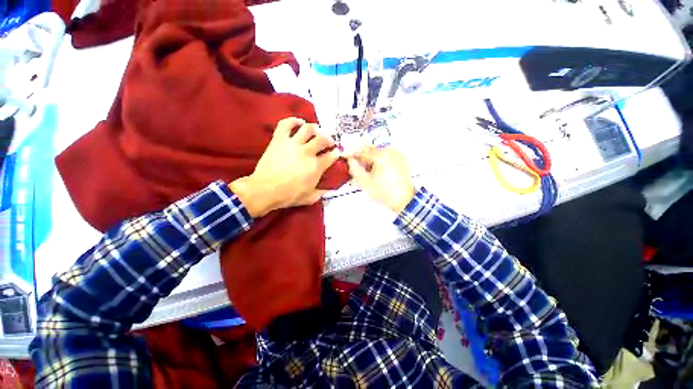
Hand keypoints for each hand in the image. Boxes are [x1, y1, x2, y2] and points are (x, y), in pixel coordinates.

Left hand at [230, 117, 339, 217]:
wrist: (265, 190)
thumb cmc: (289, 196)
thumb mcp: (310, 198)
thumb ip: (321, 192)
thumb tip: (328, 188)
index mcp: (316, 167)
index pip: (331, 156)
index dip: (336, 153)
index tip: (336, 153)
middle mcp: (307, 152)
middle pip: (323, 139)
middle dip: (329, 139)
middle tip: (329, 142)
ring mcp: (293, 144)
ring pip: (308, 129)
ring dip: (315, 128)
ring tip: (317, 131)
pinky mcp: (279, 140)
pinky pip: (286, 124)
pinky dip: (294, 120)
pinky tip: (299, 122)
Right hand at [347, 146, 415, 212]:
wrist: (403, 199)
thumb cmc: (386, 192)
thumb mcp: (365, 182)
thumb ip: (355, 169)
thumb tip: (351, 161)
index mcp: (381, 156)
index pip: (362, 152)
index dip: (352, 155)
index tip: (347, 157)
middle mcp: (390, 151)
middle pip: (370, 150)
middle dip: (362, 158)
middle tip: (356, 166)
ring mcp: (397, 154)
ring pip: (378, 153)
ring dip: (370, 159)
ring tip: (368, 171)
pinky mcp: (400, 159)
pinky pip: (386, 155)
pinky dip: (379, 160)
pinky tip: (377, 171)